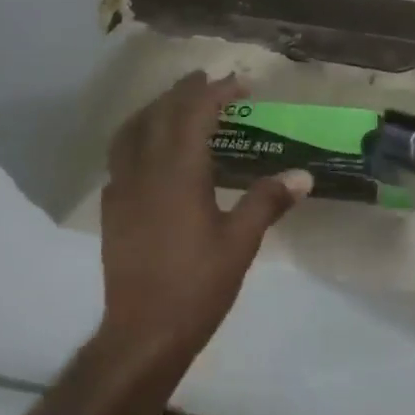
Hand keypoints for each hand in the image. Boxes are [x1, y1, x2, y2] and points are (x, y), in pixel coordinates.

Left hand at [99, 72, 310, 364]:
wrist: (142, 334)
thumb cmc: (196, 286)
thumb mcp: (240, 243)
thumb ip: (268, 202)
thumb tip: (303, 176)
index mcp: (178, 173)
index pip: (194, 114)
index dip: (216, 93)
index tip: (238, 84)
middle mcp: (145, 171)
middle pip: (160, 114)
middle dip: (183, 92)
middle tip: (206, 80)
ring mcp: (122, 189)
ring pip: (131, 131)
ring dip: (154, 109)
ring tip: (174, 103)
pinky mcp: (111, 209)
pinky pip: (119, 156)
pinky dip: (136, 137)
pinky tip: (150, 151)